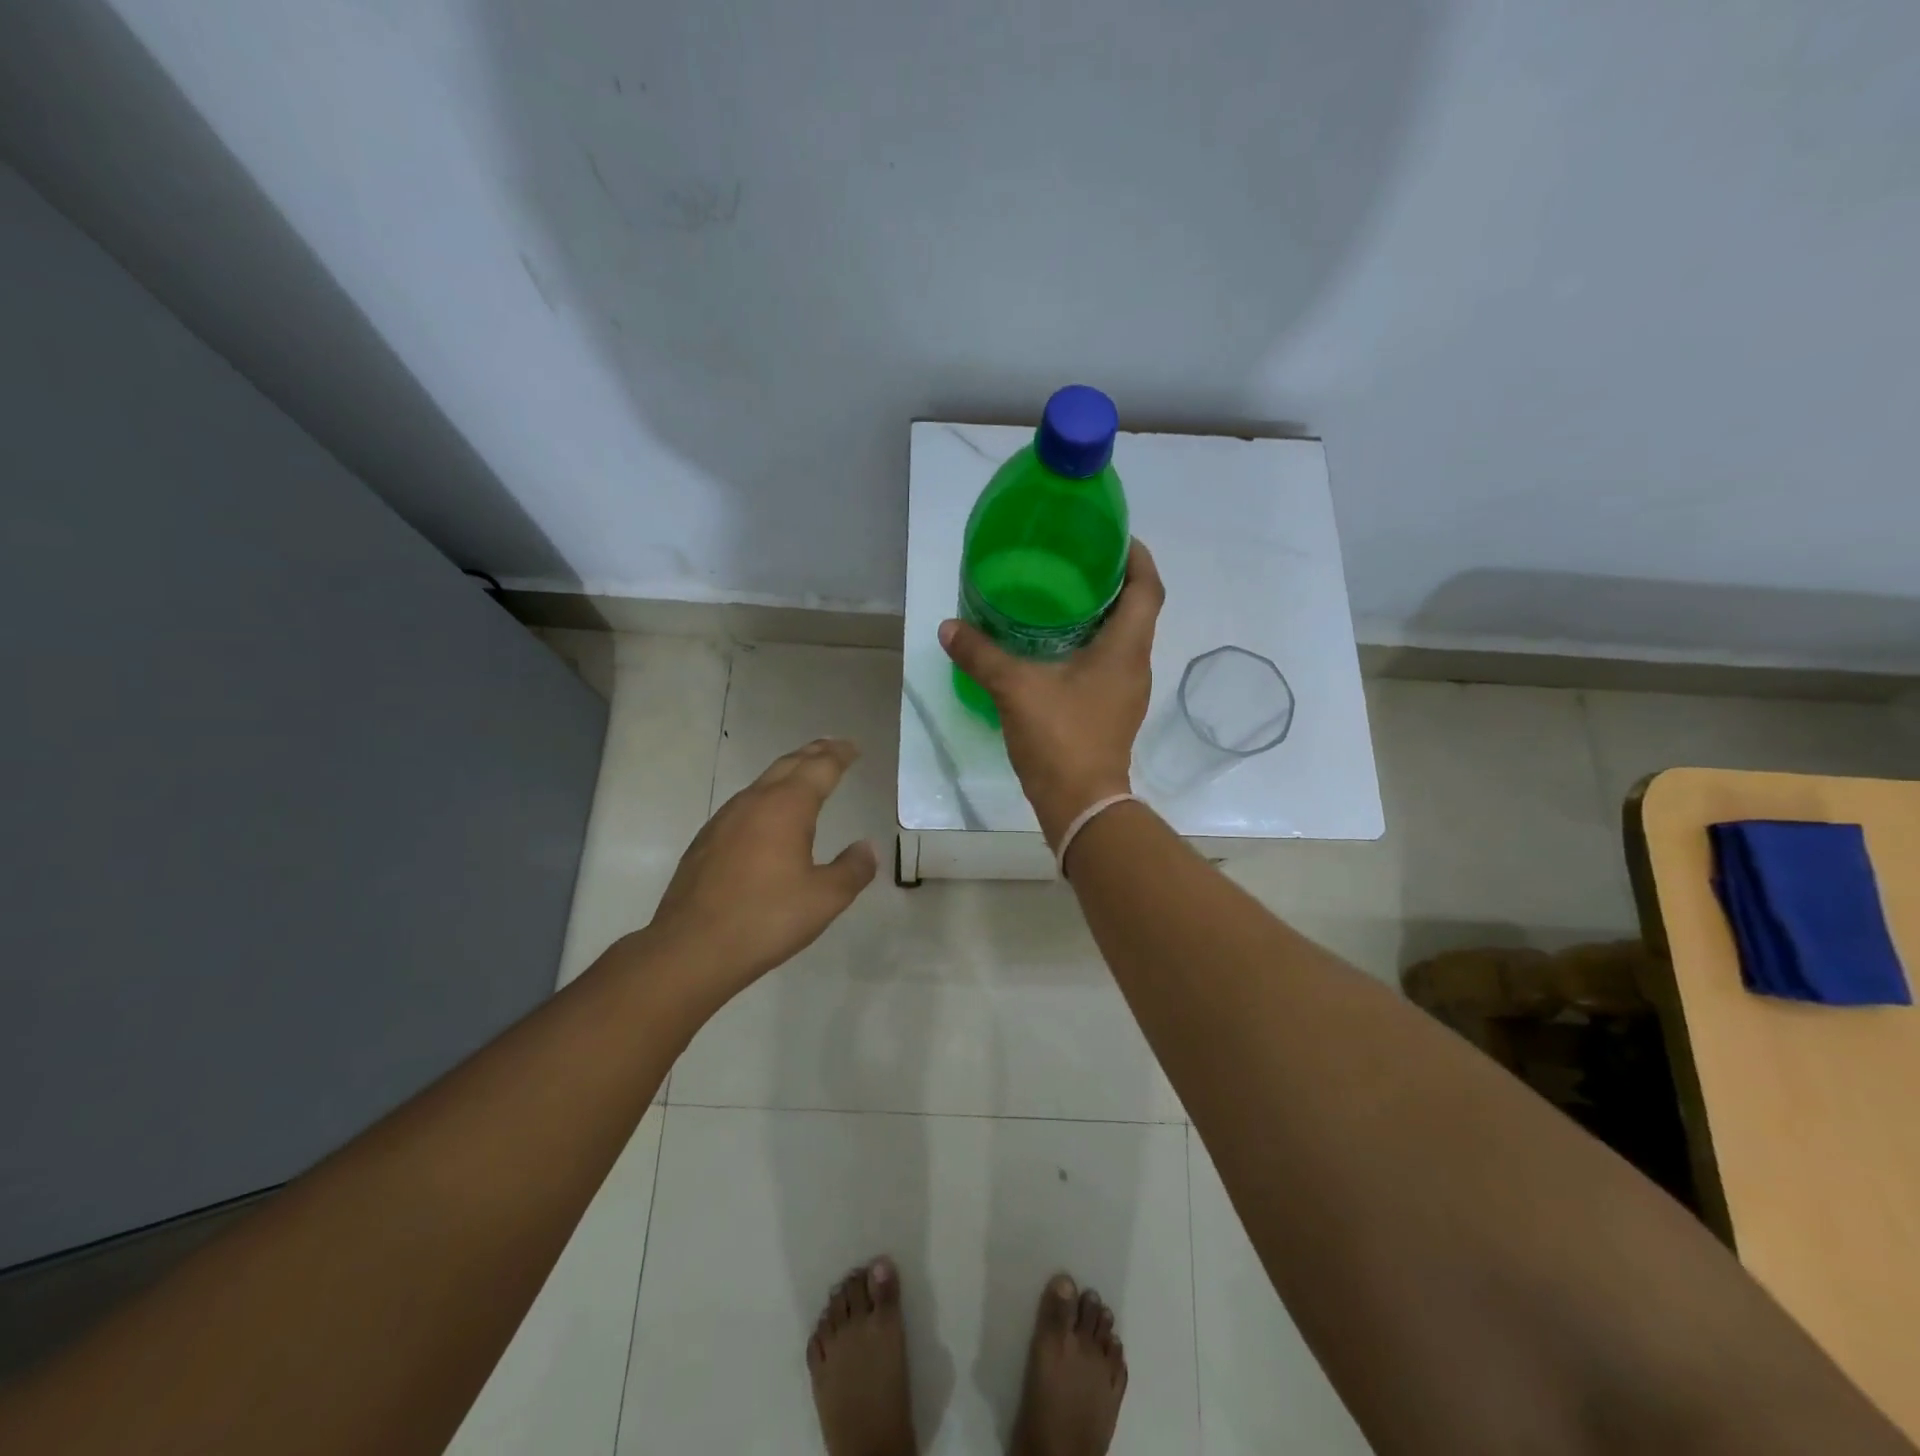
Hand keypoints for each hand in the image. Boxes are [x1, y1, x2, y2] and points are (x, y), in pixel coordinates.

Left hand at [644, 738, 877, 1005]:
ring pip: (762, 783)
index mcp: (787, 807)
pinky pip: (744, 804)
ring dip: (787, 773)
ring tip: (804, 774)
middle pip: (788, 765)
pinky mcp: (706, 841)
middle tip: (832, 747)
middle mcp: (754, 803)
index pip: (820, 767)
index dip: (839, 755)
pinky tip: (766, 816)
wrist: (691, 948)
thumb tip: (867, 847)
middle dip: (813, 753)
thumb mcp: (825, 899)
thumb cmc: (766, 919)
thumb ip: (852, 869)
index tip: (853, 747)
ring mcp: (724, 820)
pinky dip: (766, 797)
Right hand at [939, 538, 1164, 846]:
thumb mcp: (1015, 689)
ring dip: (1101, 615)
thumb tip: (949, 627)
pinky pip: (1109, 664)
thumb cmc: (1060, 738)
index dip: (1136, 557)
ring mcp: (1127, 692)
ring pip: (1123, 639)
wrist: (1082, 804)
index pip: (1148, 588)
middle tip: (1074, 563)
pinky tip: (1054, 648)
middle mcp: (1136, 665)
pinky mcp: (1113, 712)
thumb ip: (981, 654)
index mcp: (1125, 649)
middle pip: (1137, 610)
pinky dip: (1090, 646)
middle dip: (1113, 582)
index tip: (1114, 538)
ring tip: (1061, 599)